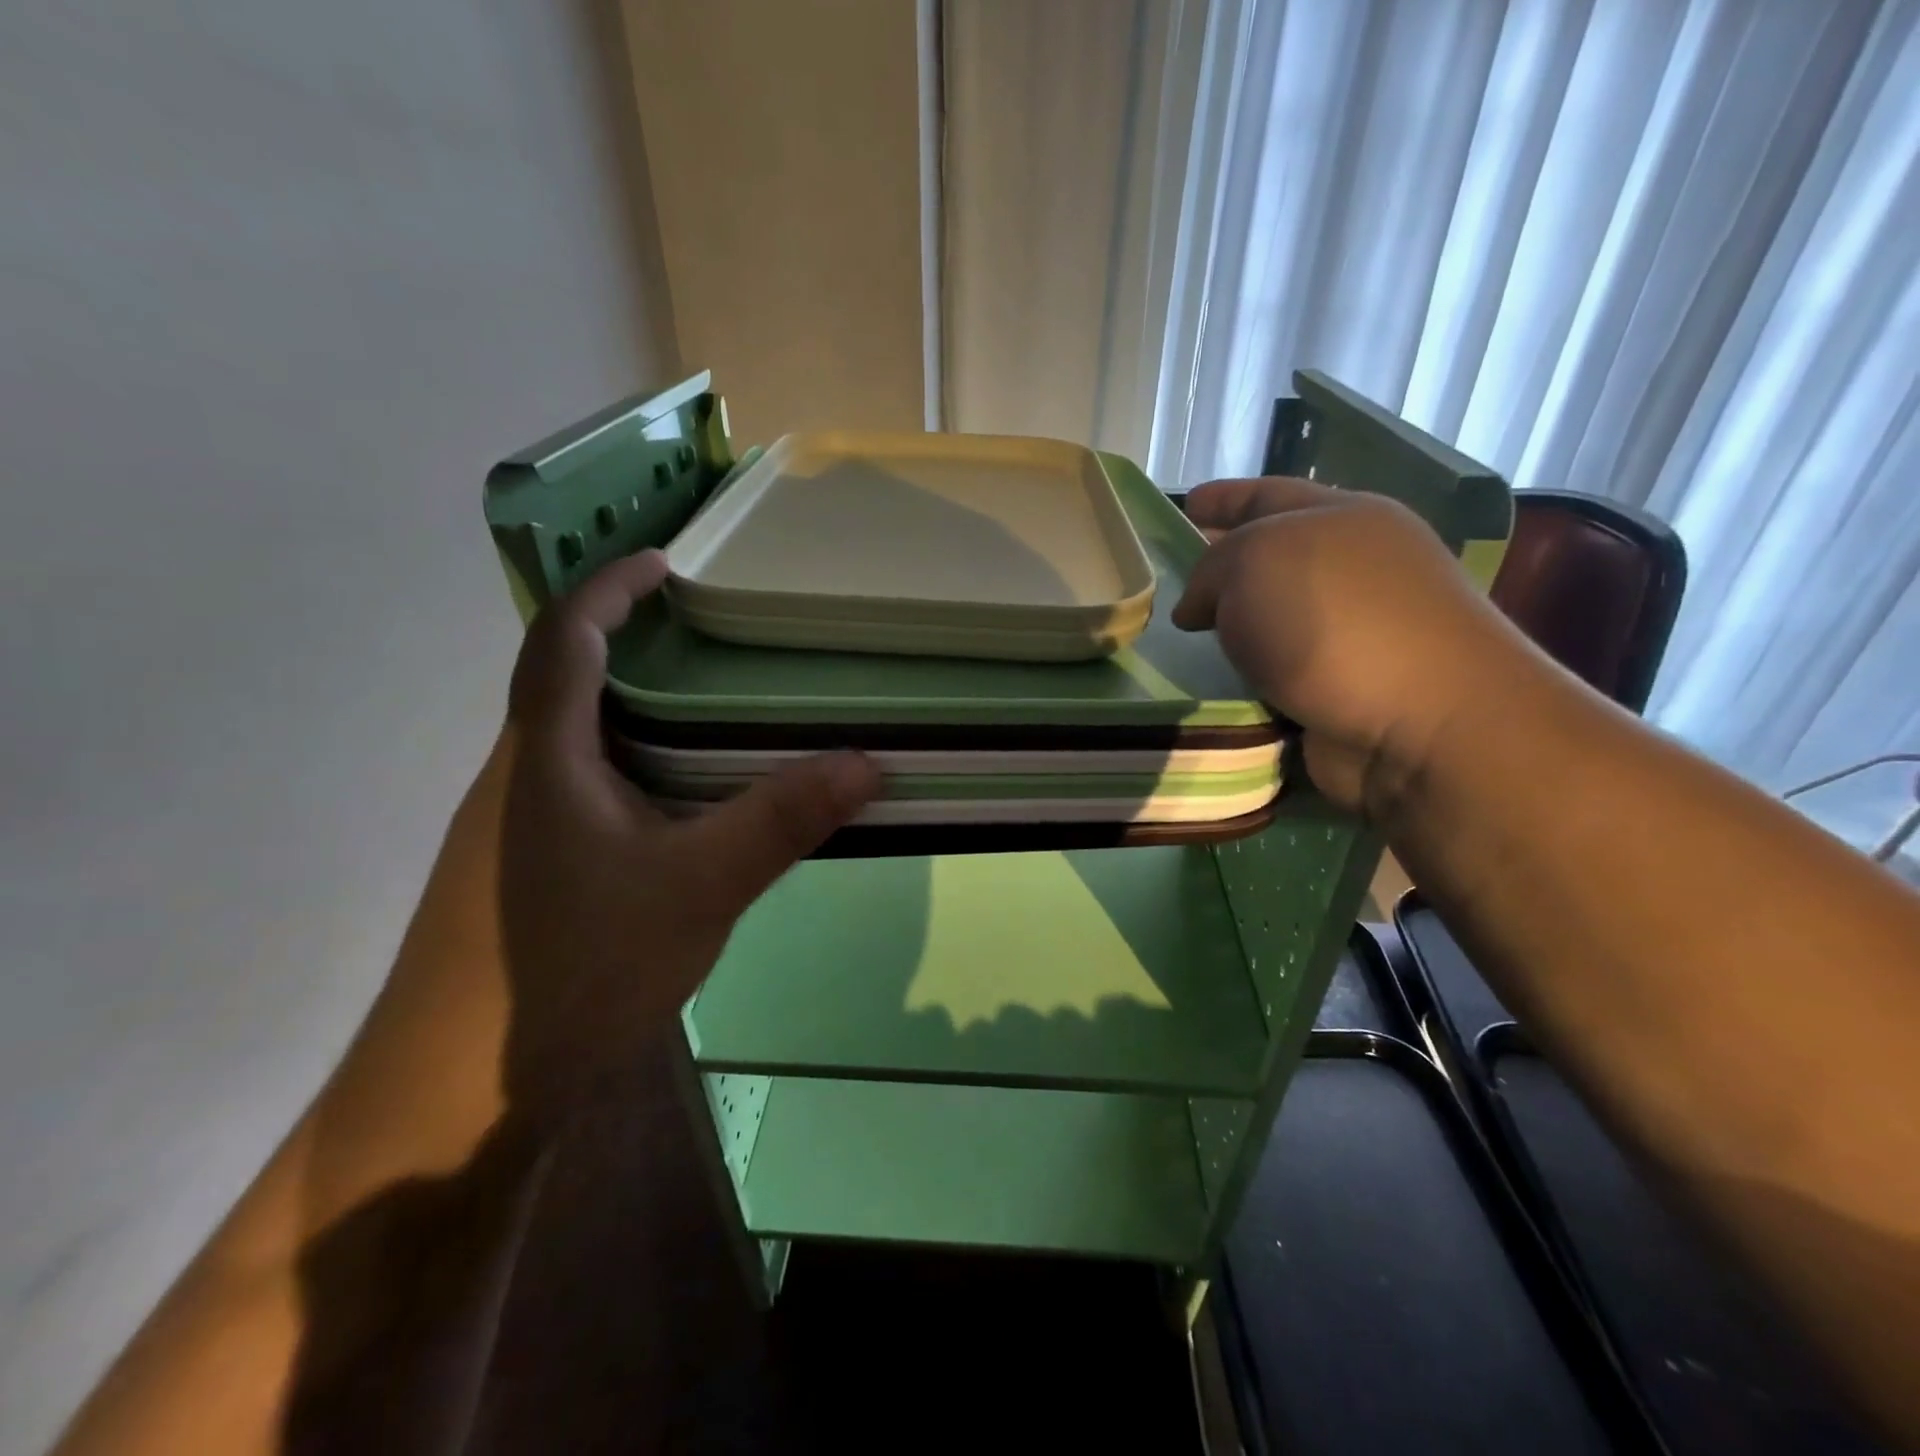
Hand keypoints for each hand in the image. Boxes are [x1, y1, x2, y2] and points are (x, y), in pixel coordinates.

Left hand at [498, 550, 880, 1119]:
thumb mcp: (698, 887)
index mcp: (544, 758)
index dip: (607, 587)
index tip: (664, 562)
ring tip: (708, 705)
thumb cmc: (573, 968)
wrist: (462, 1094)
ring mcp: (516, 829)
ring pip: (575, 737)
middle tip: (706, 632)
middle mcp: (519, 778)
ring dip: (631, 705)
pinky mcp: (528, 871)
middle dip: (626, 638)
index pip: (563, 638)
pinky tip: (683, 798)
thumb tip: (867, 763)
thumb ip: (780, 820)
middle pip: (564, 678)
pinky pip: (585, 785)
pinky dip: (634, 762)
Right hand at [1172, 477, 1526, 816]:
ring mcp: (1358, 631)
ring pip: (1274, 619)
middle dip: (1224, 567)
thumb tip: (1199, 608)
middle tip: (1173, 580)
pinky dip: (1247, 677)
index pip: (1268, 494)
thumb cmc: (1333, 618)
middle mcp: (1355, 567)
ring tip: (1182, 637)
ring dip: (1233, 629)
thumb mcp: (1252, 561)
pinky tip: (1215, 681)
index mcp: (1343, 516)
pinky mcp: (1347, 689)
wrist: (1419, 722)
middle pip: (1273, 557)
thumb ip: (1210, 570)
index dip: (1223, 497)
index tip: (1186, 503)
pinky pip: (1278, 672)